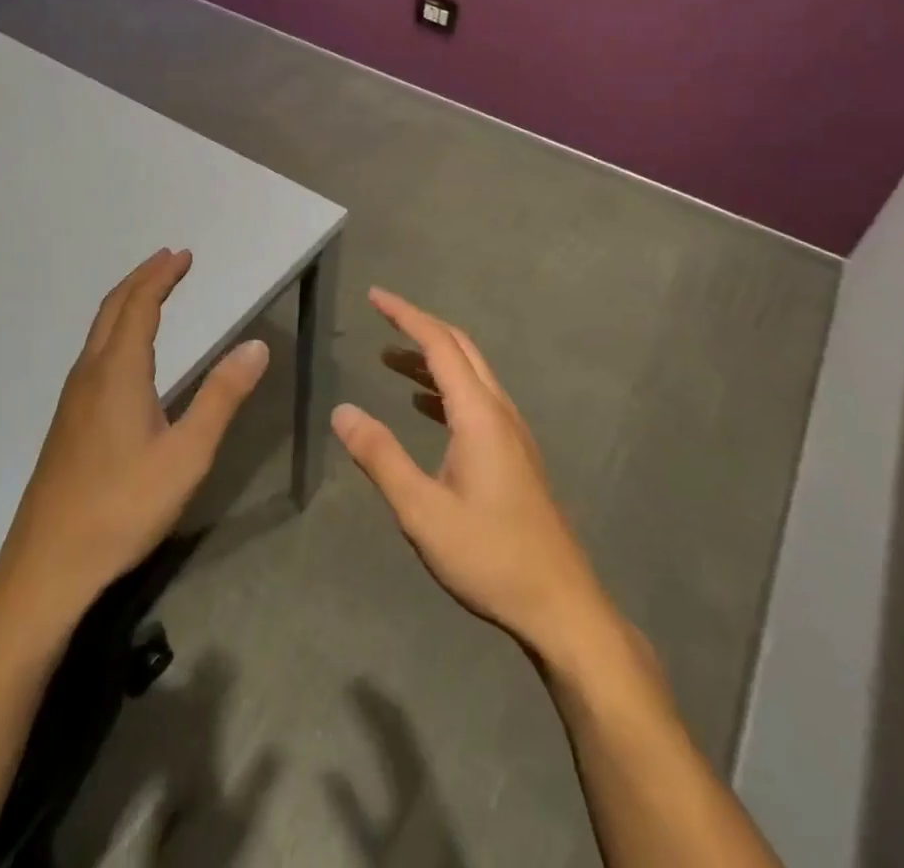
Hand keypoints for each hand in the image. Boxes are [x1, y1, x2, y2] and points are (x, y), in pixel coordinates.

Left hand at [0, 248, 268, 625]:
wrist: (48, 564)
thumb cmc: (123, 506)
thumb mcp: (187, 454)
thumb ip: (222, 397)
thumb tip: (256, 346)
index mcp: (118, 372)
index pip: (140, 305)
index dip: (162, 276)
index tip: (184, 255)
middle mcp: (90, 373)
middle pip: (113, 309)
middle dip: (142, 279)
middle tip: (169, 261)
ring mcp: (73, 398)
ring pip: (99, 331)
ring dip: (126, 303)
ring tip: (152, 294)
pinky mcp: (68, 421)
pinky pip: (94, 354)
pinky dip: (116, 330)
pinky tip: (128, 354)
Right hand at [332, 288, 620, 665]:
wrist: (561, 607)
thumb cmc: (489, 556)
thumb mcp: (422, 510)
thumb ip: (380, 457)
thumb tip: (342, 411)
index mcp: (479, 415)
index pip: (440, 345)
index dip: (406, 316)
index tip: (375, 296)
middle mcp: (500, 412)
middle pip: (461, 349)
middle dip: (420, 327)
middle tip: (382, 317)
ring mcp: (512, 434)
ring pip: (471, 375)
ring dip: (431, 359)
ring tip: (390, 360)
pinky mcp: (515, 456)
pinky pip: (476, 401)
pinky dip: (445, 388)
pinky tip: (423, 407)